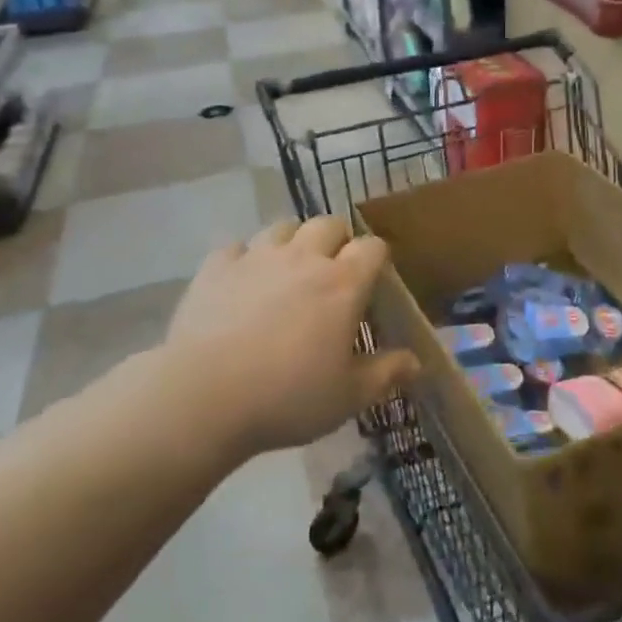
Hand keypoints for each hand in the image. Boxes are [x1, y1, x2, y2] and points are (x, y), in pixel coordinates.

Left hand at [166, 216, 419, 457]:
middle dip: (337, 239)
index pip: (372, 247)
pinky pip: (237, 246)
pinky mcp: (216, 267)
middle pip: (329, 223)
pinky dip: (245, 258)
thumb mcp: (347, 397)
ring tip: (288, 270)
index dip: (377, 258)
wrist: (203, 398)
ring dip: (292, 241)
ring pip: (283, 227)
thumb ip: (386, 374)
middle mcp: (304, 258)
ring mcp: (257, 257)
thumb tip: (417, 362)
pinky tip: (242, 282)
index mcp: (342, 283)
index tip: (374, 280)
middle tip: (332, 271)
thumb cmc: (287, 398)